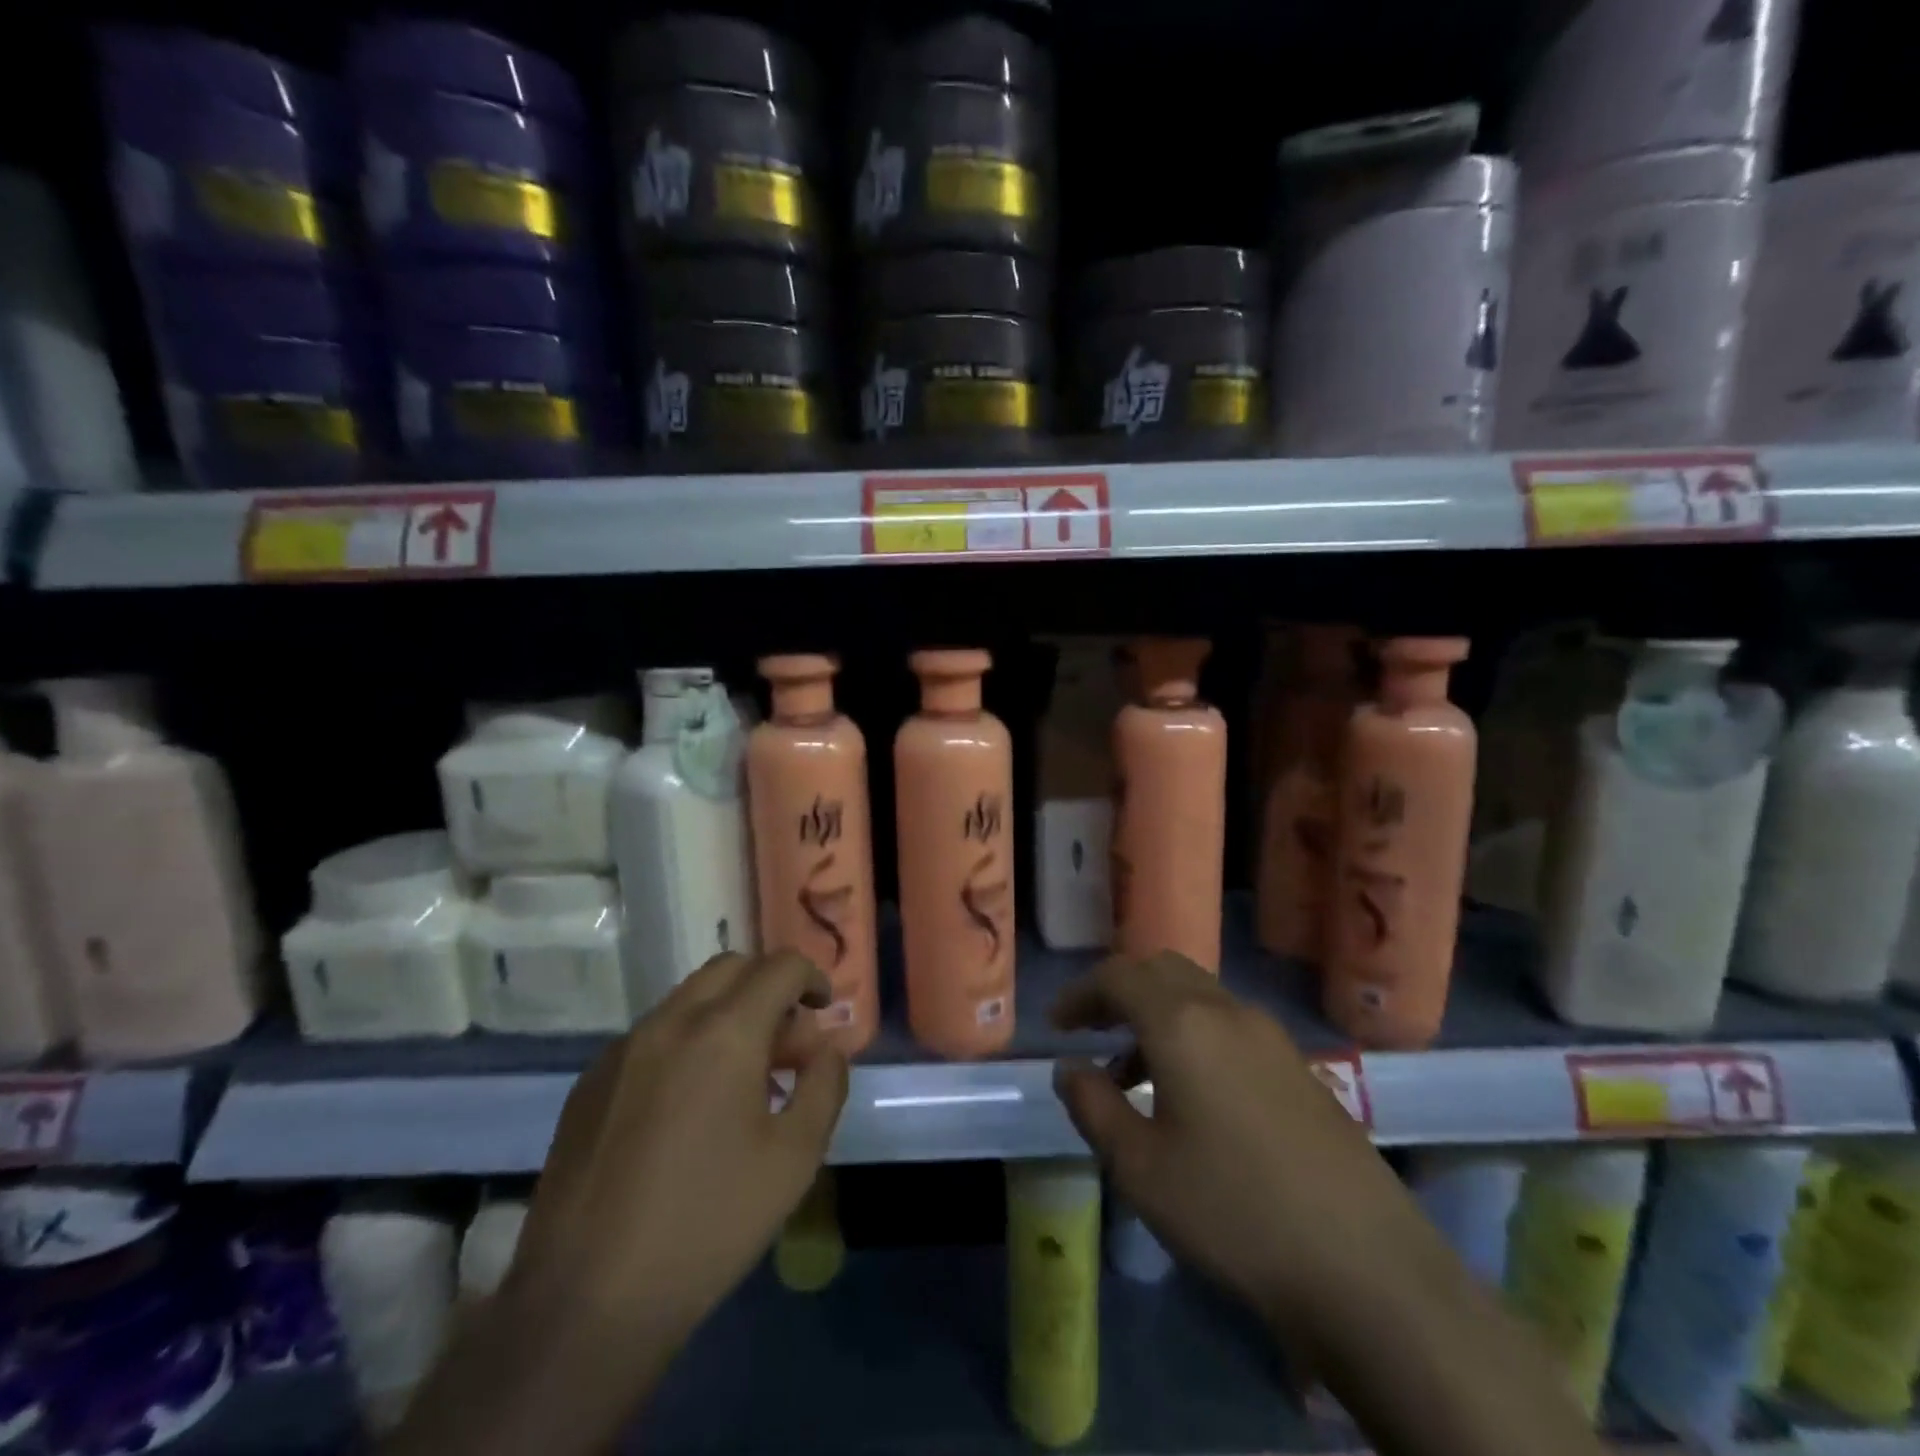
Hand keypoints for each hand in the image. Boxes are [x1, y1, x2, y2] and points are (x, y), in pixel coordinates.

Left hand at [511, 950, 850, 1343]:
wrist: (584, 1303)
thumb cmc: (707, 1224)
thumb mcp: (794, 1159)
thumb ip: (824, 1086)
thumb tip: (827, 1050)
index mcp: (724, 1032)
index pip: (779, 967)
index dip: (812, 978)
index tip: (824, 1011)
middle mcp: (670, 1022)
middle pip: (731, 968)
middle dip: (769, 988)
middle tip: (786, 1042)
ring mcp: (622, 1049)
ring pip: (688, 999)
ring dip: (727, 1014)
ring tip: (741, 1078)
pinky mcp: (590, 1082)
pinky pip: (652, 1035)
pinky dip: (686, 1042)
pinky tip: (687, 1107)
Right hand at [1050, 953, 1427, 1342]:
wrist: (1368, 1268)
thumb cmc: (1233, 1212)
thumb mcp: (1139, 1168)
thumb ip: (1092, 1106)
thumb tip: (1068, 1069)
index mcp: (1182, 1021)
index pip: (1117, 977)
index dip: (1079, 994)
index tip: (1055, 1026)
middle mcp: (1226, 1010)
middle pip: (1160, 970)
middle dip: (1118, 991)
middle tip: (1089, 1030)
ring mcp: (1270, 1035)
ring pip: (1197, 995)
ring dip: (1155, 1015)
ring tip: (1129, 1074)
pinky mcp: (1299, 1065)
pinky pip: (1228, 1024)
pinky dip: (1192, 1034)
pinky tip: (1189, 1094)